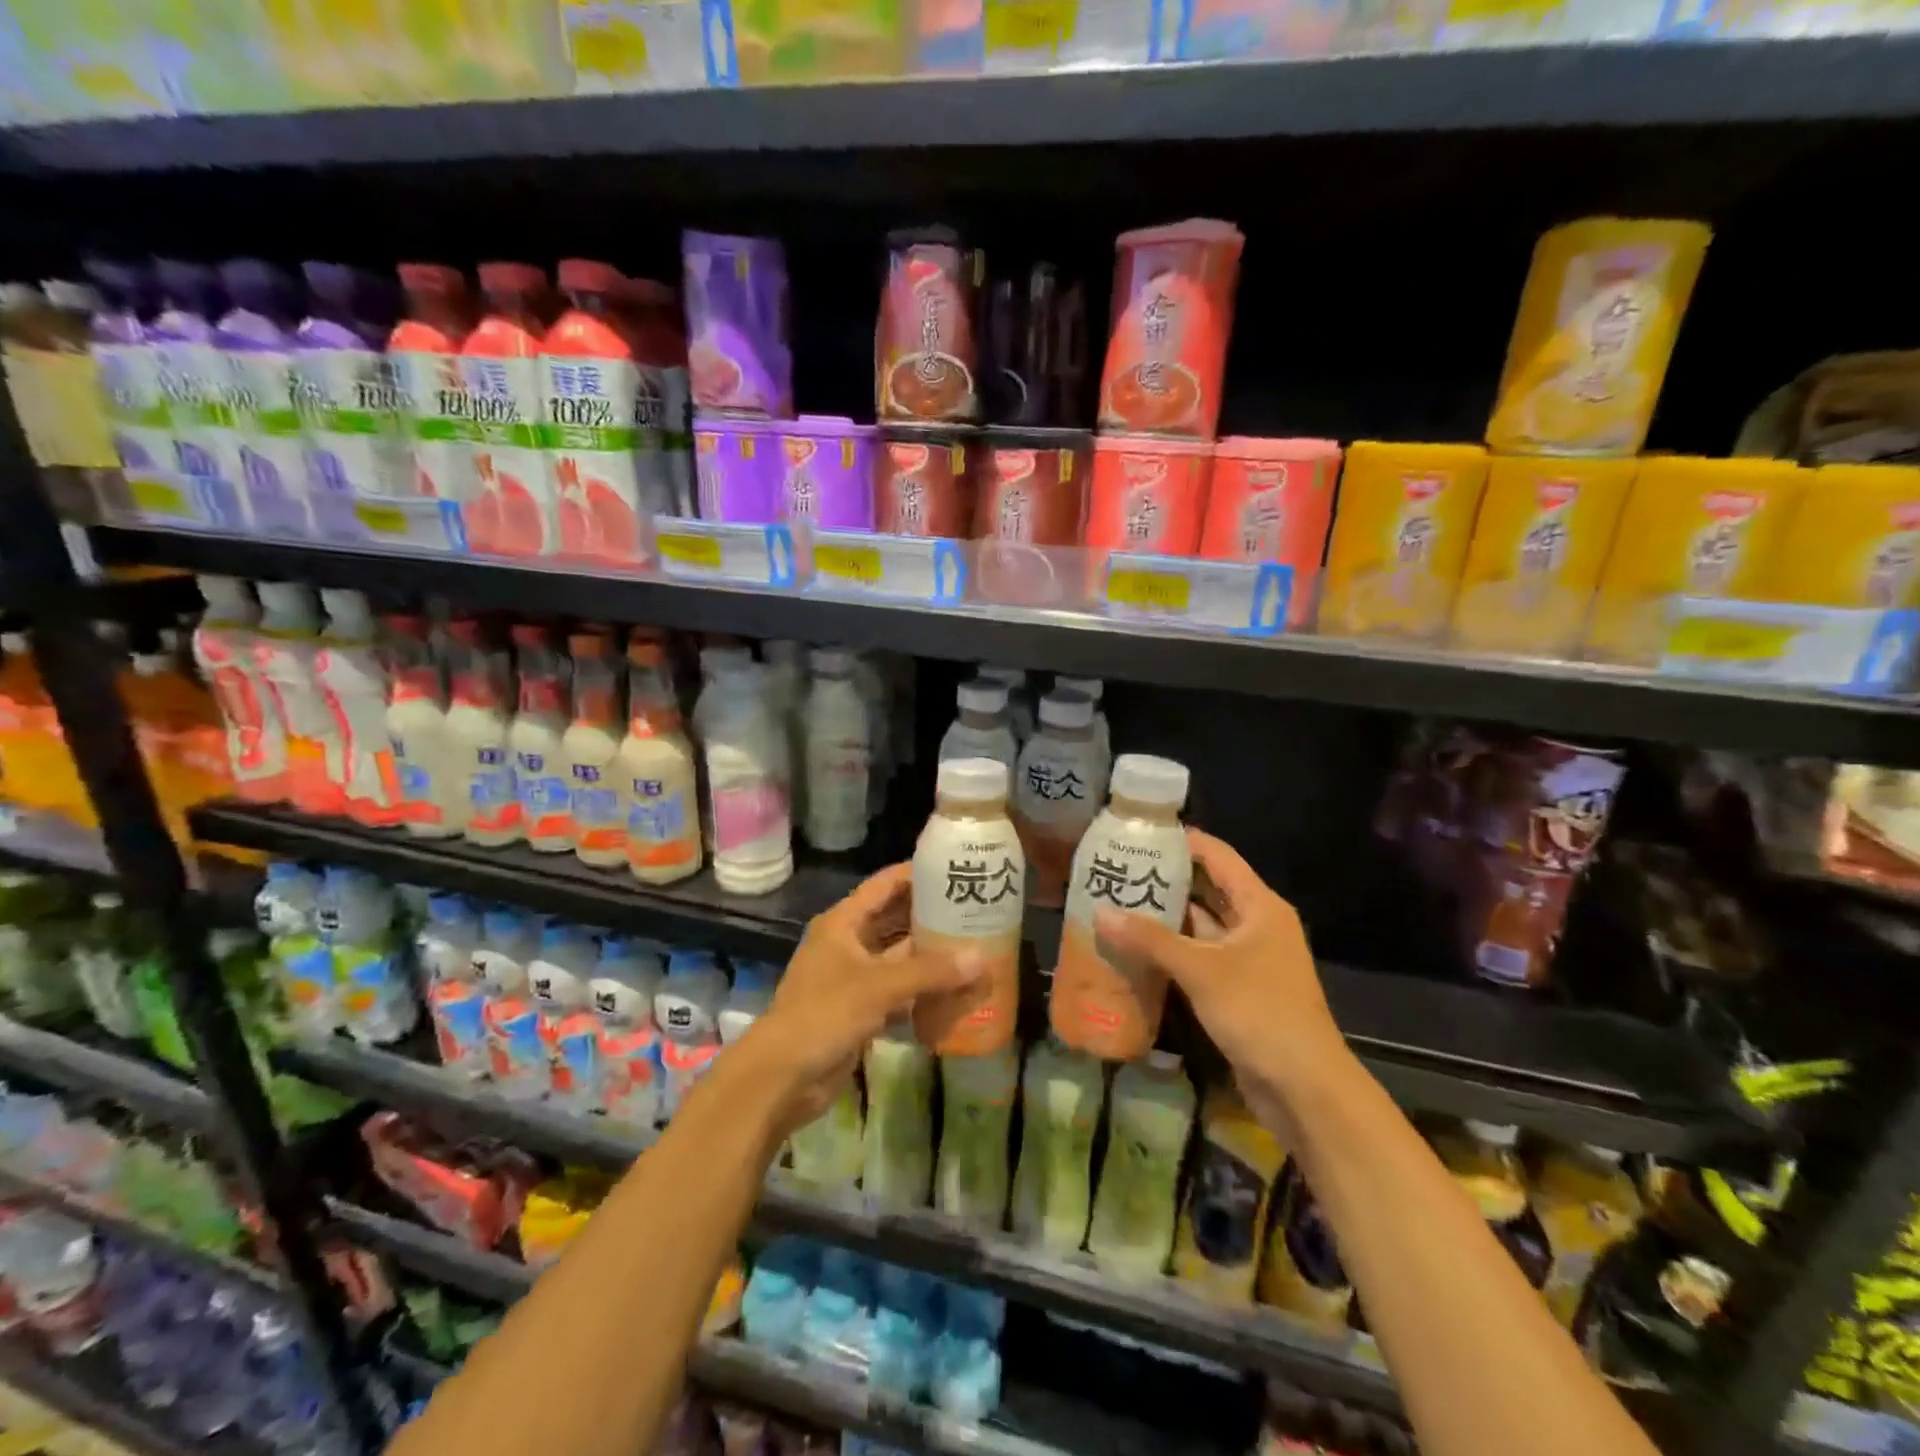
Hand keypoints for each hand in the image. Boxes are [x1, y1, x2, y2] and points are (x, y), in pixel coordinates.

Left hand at [740, 863, 979, 1134]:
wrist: (782, 1076)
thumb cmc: (825, 1013)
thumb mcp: (879, 986)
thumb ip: (930, 972)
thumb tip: (981, 959)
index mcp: (843, 922)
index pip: (885, 885)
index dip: (916, 874)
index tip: (954, 868)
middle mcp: (848, 943)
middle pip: (894, 919)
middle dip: (930, 915)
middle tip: (974, 909)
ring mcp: (853, 978)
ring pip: (898, 958)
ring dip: (929, 956)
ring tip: (974, 945)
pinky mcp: (859, 1010)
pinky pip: (897, 992)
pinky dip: (922, 991)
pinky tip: (955, 991)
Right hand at [1093, 829, 1349, 1128]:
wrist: (1305, 1088)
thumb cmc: (1259, 1012)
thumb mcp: (1201, 970)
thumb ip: (1151, 939)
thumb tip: (1100, 912)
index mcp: (1260, 906)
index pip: (1218, 857)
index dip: (1182, 842)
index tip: (1140, 834)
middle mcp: (1257, 925)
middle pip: (1208, 889)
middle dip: (1166, 880)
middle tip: (1119, 870)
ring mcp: (1250, 959)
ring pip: (1202, 927)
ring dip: (1167, 918)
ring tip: (1119, 904)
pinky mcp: (1240, 989)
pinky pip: (1201, 958)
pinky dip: (1173, 952)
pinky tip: (1137, 950)